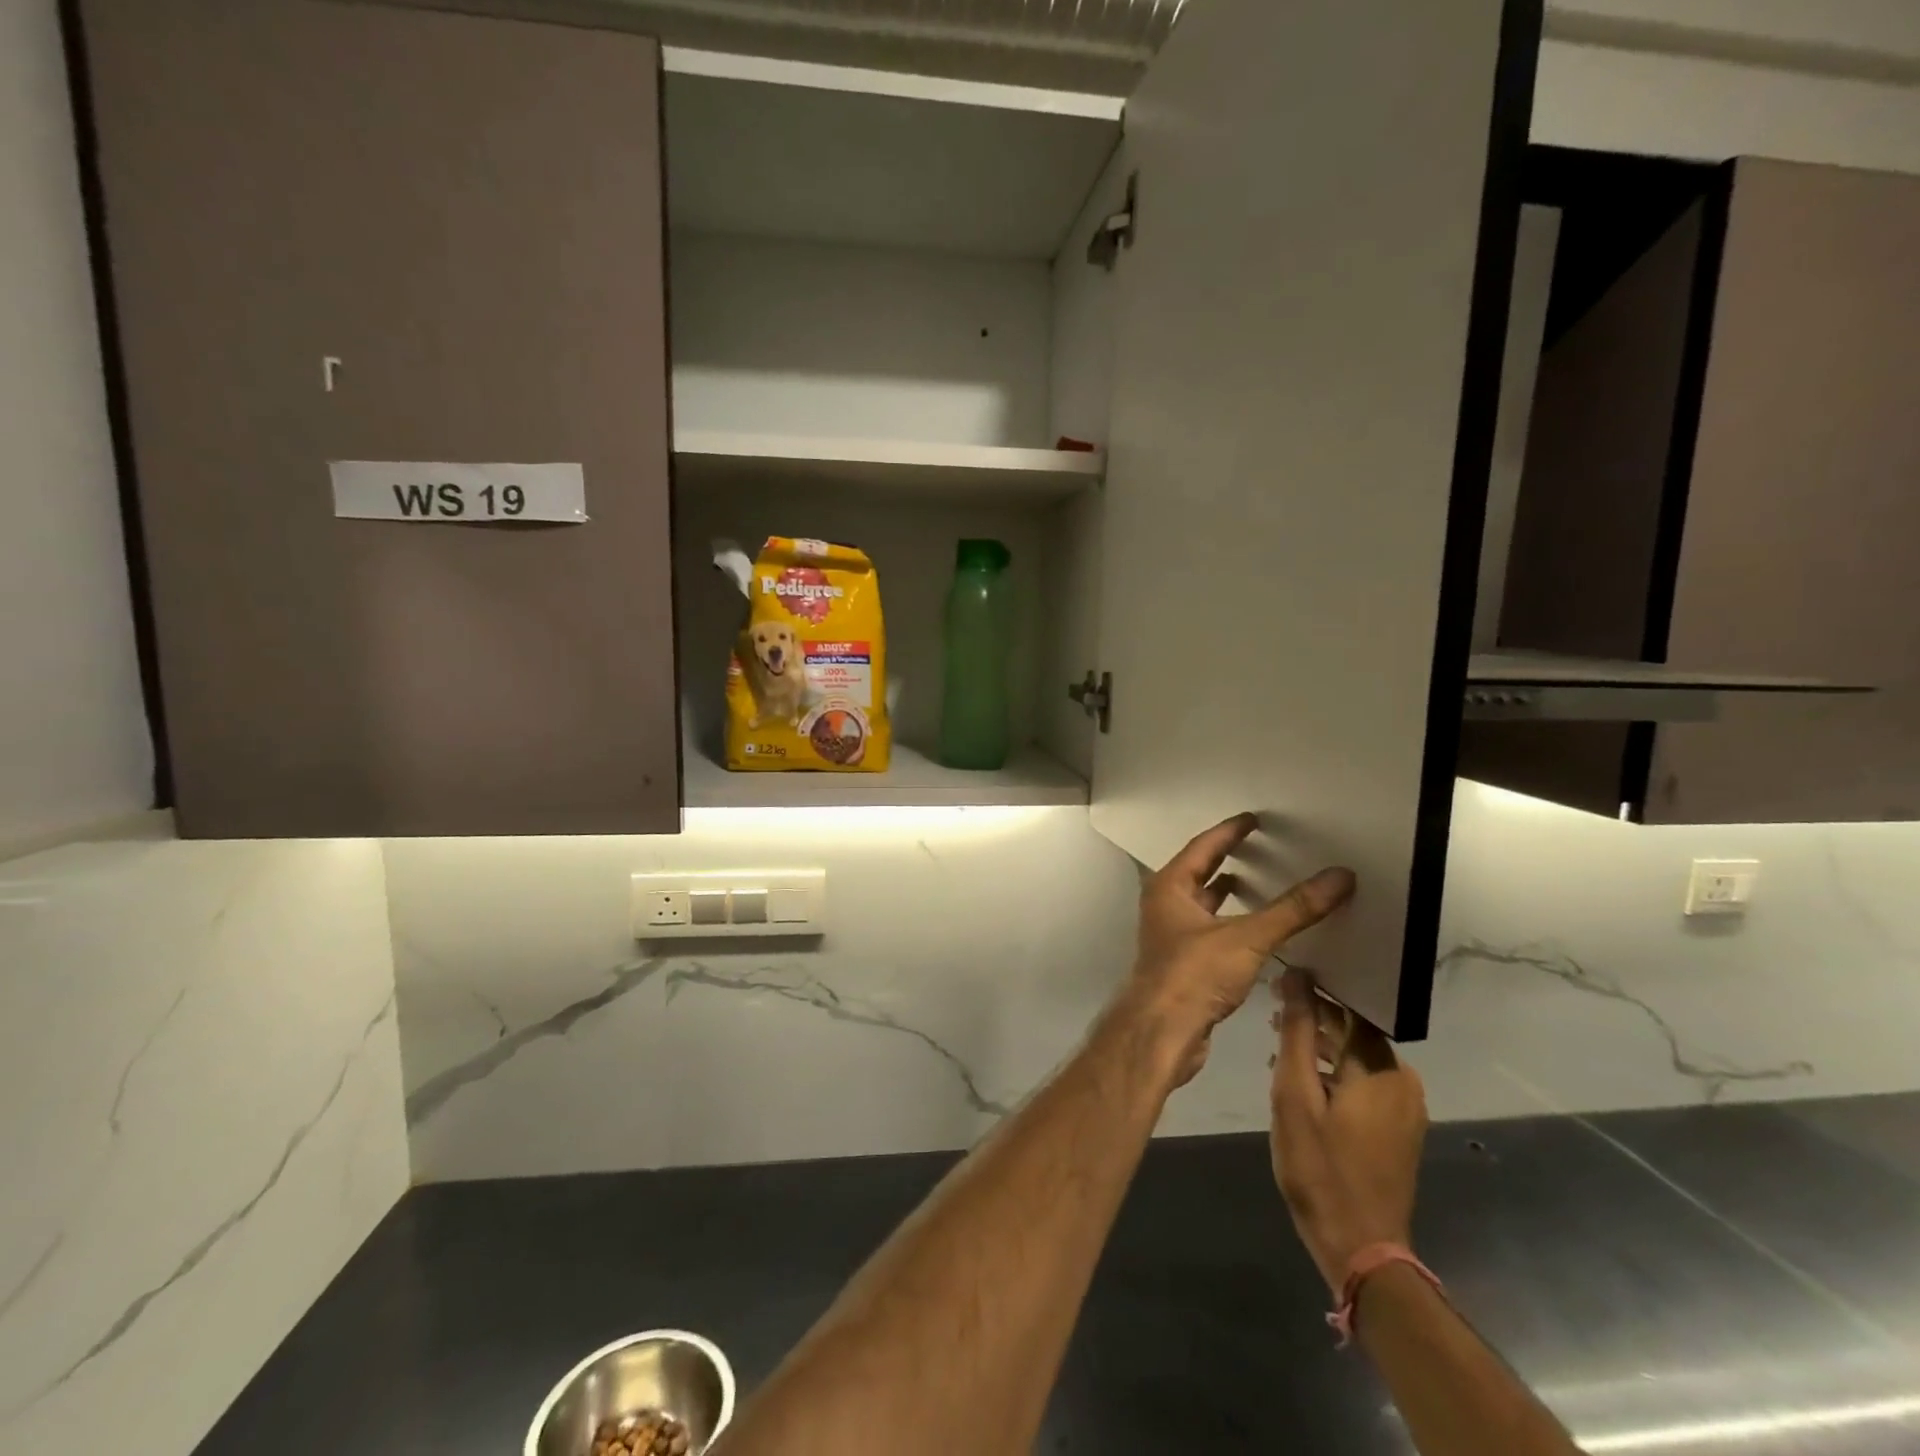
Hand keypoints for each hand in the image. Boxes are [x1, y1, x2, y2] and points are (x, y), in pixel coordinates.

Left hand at [1111, 813, 1354, 1087]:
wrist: (1162, 1032)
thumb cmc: (1193, 975)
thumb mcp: (1247, 937)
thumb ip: (1292, 909)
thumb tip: (1340, 876)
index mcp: (1169, 887)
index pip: (1201, 847)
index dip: (1228, 832)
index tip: (1252, 819)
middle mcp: (1165, 906)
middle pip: (1198, 872)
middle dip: (1225, 858)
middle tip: (1259, 846)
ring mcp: (1171, 935)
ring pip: (1203, 903)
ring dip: (1227, 892)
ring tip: (1261, 882)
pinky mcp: (1182, 963)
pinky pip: (1211, 929)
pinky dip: (1231, 921)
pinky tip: (1256, 929)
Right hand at [1269, 969, 1427, 1291]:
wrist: (1360, 1248)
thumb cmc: (1320, 1167)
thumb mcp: (1294, 1094)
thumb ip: (1297, 1032)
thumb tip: (1296, 976)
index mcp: (1381, 1068)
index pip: (1350, 1006)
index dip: (1315, 991)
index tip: (1280, 986)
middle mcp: (1403, 1081)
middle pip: (1356, 1031)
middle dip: (1315, 1020)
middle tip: (1273, 1016)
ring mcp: (1406, 1108)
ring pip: (1359, 1058)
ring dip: (1322, 1048)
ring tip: (1280, 1047)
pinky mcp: (1400, 1130)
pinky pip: (1366, 1082)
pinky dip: (1336, 1074)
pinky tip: (1303, 1082)